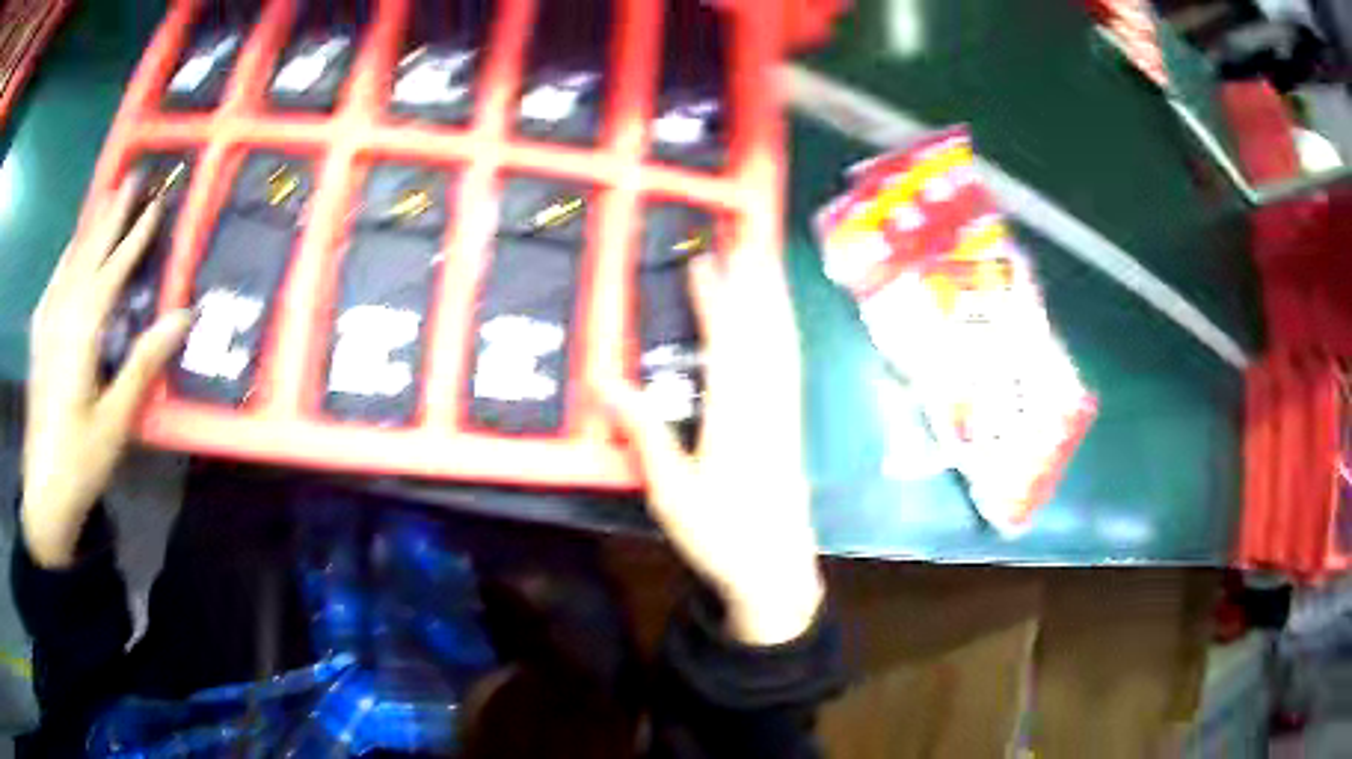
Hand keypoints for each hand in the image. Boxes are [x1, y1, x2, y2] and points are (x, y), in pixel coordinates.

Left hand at [22, 178, 191, 567]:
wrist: (43, 493)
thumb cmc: (80, 461)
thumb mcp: (115, 421)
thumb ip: (143, 364)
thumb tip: (183, 315)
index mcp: (80, 332)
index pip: (112, 269)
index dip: (135, 235)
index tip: (156, 203)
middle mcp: (60, 316)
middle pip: (88, 253)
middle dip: (111, 214)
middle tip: (131, 178)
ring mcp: (45, 326)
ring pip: (69, 263)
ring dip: (89, 229)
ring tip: (103, 200)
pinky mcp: (37, 340)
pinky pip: (53, 284)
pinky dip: (65, 260)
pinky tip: (68, 255)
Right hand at [604, 252, 822, 646]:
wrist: (776, 570)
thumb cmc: (721, 535)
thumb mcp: (671, 492)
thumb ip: (644, 433)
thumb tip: (605, 382)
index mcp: (736, 416)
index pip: (726, 343)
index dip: (716, 298)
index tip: (705, 259)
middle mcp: (768, 403)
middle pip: (765, 330)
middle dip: (756, 280)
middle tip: (749, 236)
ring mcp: (786, 411)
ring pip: (783, 342)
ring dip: (773, 297)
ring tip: (766, 261)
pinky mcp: (793, 422)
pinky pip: (791, 362)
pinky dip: (784, 329)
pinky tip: (780, 320)